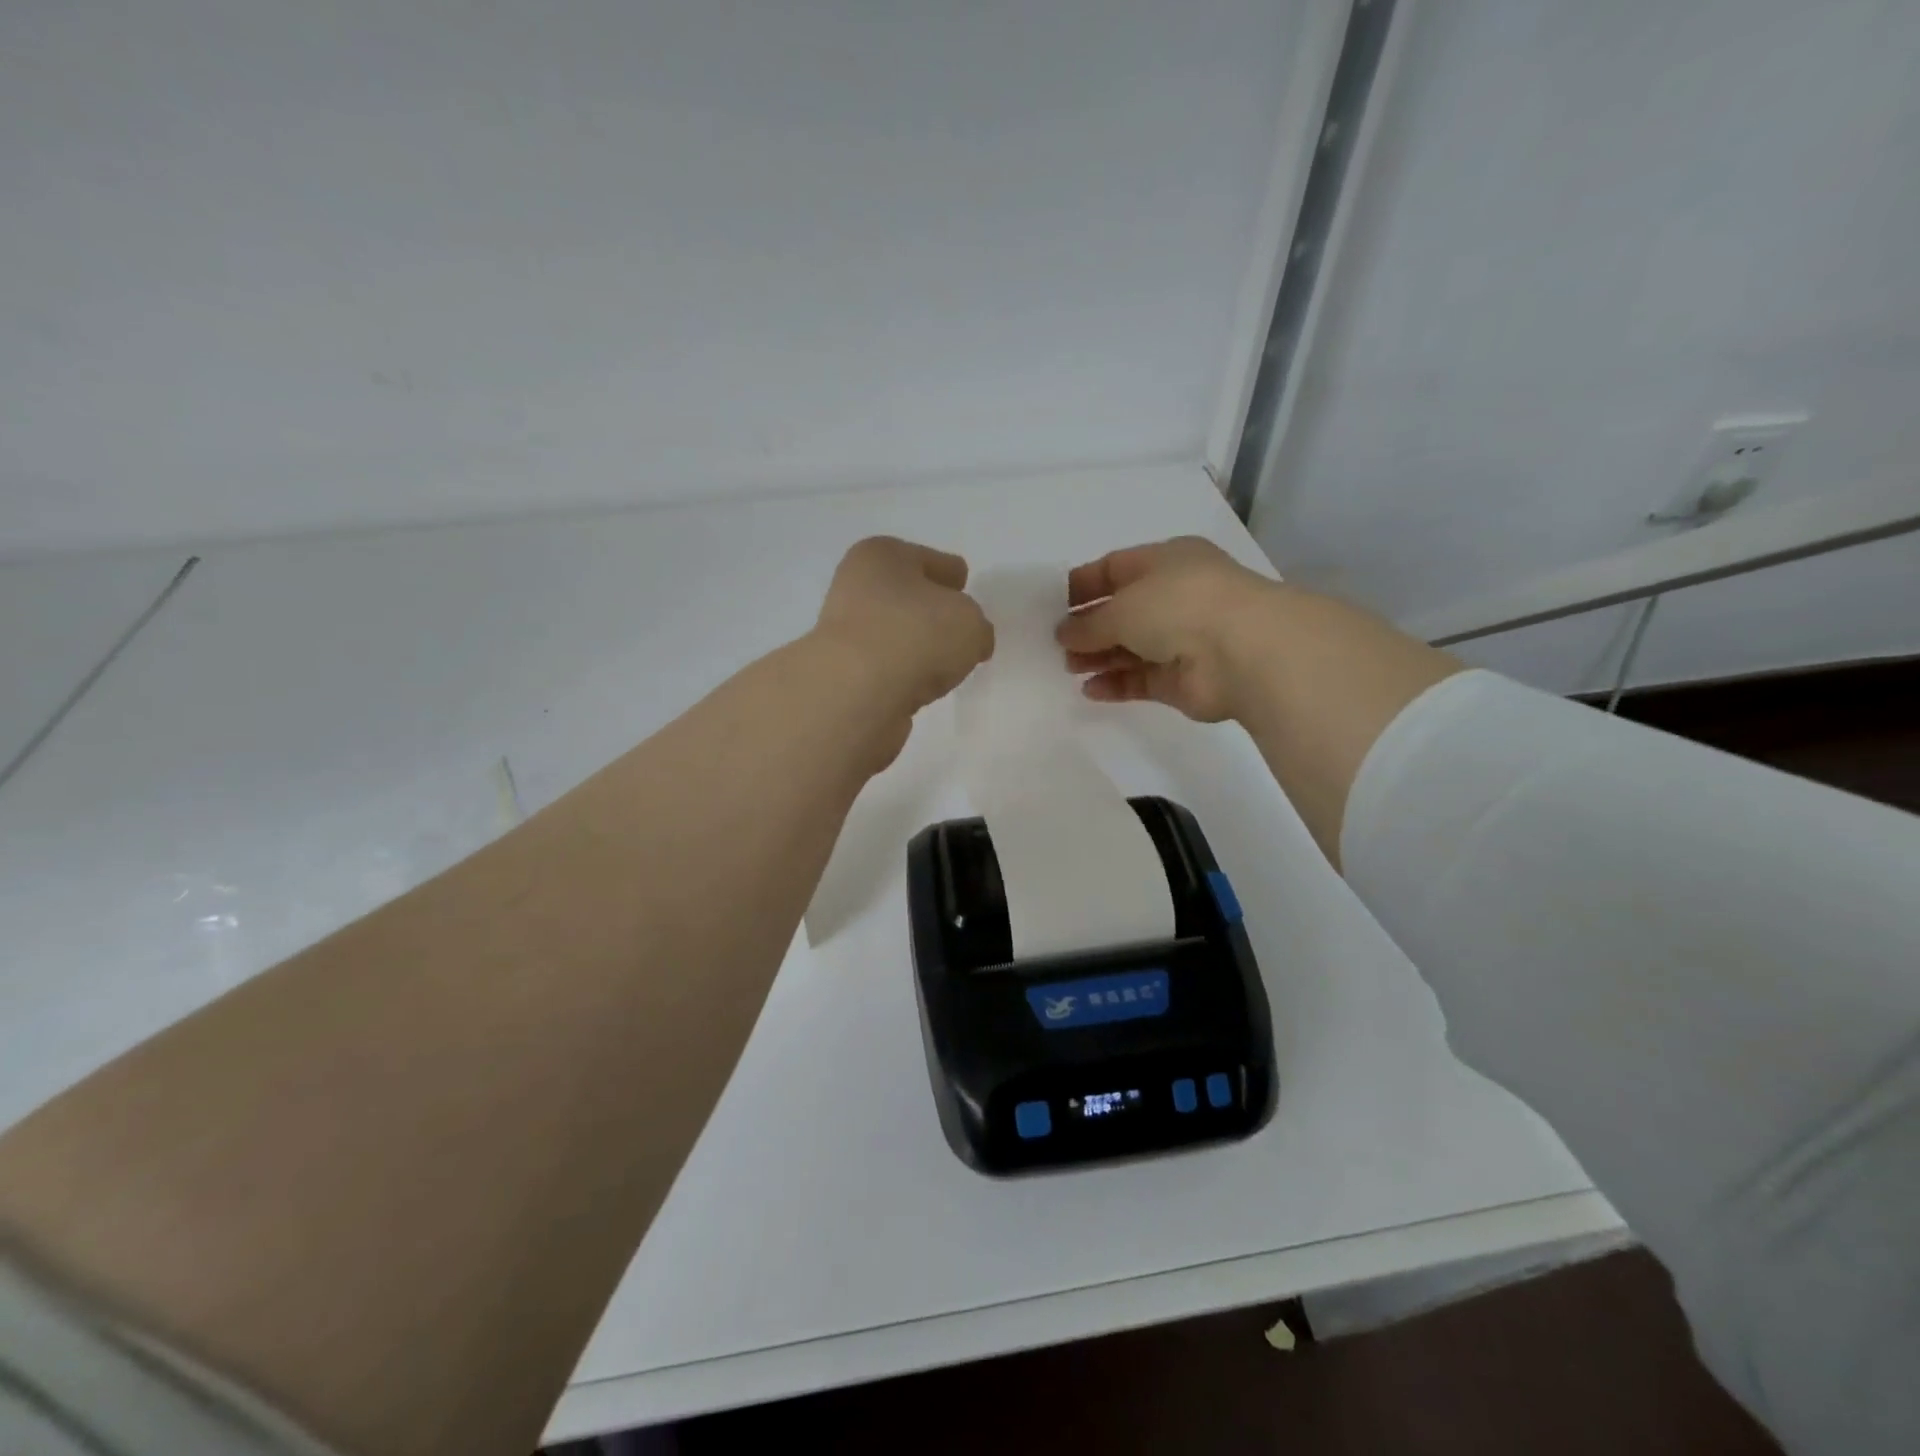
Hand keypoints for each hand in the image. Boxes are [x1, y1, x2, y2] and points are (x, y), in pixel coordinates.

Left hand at [811, 536, 994, 724]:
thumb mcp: (970, 622)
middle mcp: (856, 587)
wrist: (857, 693)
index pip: (928, 559)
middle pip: (907, 596)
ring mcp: (845, 634)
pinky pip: (887, 669)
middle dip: (932, 611)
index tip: (963, 586)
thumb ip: (977, 627)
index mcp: (882, 555)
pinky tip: (921, 688)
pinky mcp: (844, 676)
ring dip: (916, 647)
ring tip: (945, 665)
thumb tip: (969, 643)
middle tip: (960, 629)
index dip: (950, 573)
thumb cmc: (915, 635)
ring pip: (895, 634)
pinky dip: (903, 676)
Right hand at [1057, 535, 1461, 862]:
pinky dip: (1117, 684)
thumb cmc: (1180, 606)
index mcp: (1167, 561)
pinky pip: (1142, 679)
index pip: (1116, 568)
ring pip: (1131, 647)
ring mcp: (1183, 639)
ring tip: (1066, 667)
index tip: (1053, 604)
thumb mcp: (1122, 605)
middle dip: (1089, 627)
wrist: (1243, 652)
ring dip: (1099, 656)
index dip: (1084, 585)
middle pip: (1123, 611)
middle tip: (1055, 643)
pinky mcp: (1184, 679)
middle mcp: (1176, 597)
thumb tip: (1063, 634)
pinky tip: (1089, 690)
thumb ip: (1089, 623)